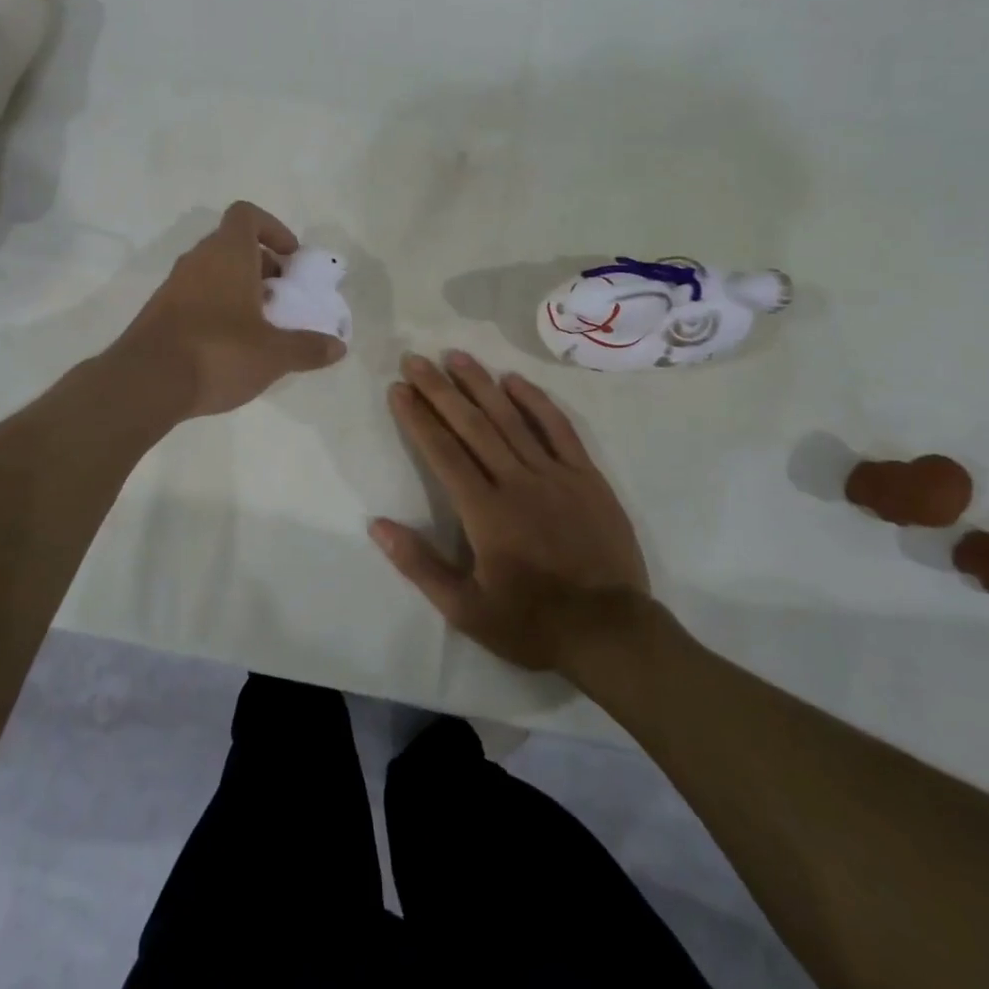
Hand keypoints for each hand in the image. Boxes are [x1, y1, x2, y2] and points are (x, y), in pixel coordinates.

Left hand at [114, 201, 345, 418]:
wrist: (145, 383)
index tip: (290, 258)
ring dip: (240, 287)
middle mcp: (198, 260)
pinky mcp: (159, 311)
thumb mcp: (274, 355)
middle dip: (262, 265)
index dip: (273, 228)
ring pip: (214, 271)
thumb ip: (308, 348)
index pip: (246, 214)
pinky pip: (196, 295)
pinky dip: (217, 307)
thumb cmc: (218, 353)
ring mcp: (174, 285)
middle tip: (282, 296)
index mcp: (228, 254)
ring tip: (261, 324)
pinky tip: (231, 344)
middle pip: (233, 244)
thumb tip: (339, 347)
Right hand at [369, 351, 649, 671]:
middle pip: (472, 425)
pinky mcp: (587, 477)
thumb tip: (377, 525)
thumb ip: (420, 565)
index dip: (417, 417)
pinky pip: (558, 429)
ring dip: (481, 384)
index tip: (398, 388)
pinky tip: (515, 381)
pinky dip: (536, 402)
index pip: (442, 452)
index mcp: (485, 512)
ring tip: (456, 356)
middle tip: (415, 359)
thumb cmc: (532, 623)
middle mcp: (517, 482)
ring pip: (512, 418)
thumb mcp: (466, 610)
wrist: (610, 632)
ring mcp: (555, 475)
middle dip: (439, 389)